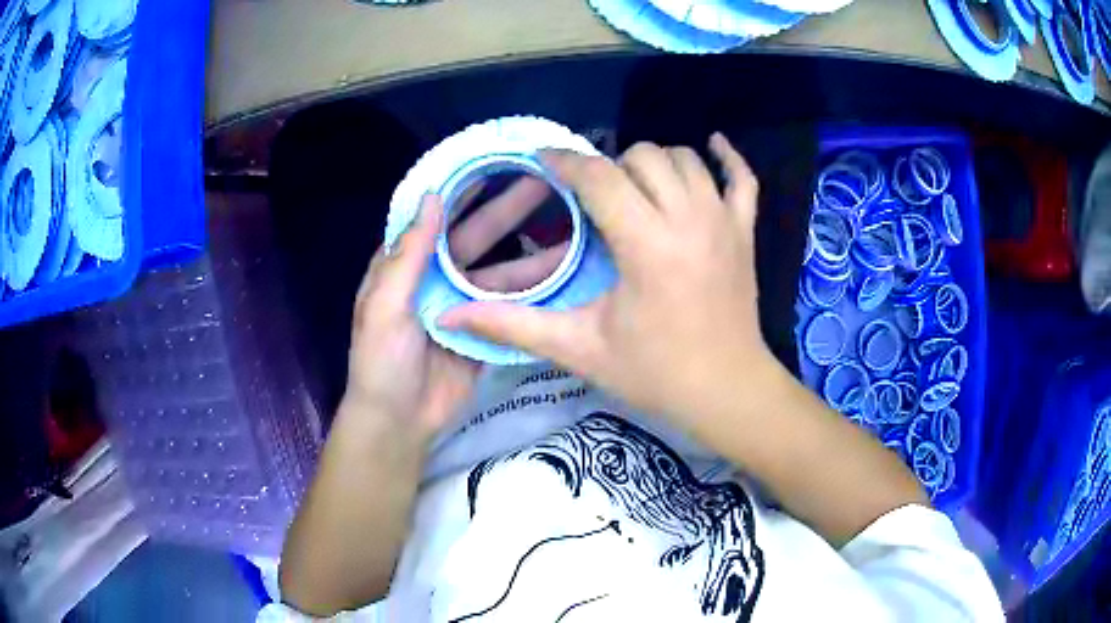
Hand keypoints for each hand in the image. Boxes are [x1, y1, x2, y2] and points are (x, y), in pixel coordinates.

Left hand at [342, 181, 569, 442]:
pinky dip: (538, 293)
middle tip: (546, 184)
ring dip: (533, 253)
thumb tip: (434, 197)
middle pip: (477, 238)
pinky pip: (514, 307)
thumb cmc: (382, 361)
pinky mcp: (487, 333)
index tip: (495, 162)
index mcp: (409, 266)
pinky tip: (566, 277)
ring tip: (574, 231)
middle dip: (509, 211)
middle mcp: (439, 278)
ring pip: (504, 271)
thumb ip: (409, 254)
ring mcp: (466, 306)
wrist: (400, 422)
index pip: (438, 217)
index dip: (463, 190)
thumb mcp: (385, 305)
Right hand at [439, 134, 781, 427]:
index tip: (543, 161)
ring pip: (685, 159)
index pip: (598, 177)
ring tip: (634, 189)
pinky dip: (727, 158)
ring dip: (653, 164)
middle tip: (591, 197)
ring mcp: (724, 221)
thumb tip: (450, 318)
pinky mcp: (745, 231)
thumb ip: (514, 326)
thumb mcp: (579, 349)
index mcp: (646, 244)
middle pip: (642, 157)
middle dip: (609, 167)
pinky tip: (712, 147)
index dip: (563, 162)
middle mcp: (688, 218)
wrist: (726, 391)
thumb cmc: (655, 374)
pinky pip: (743, 178)